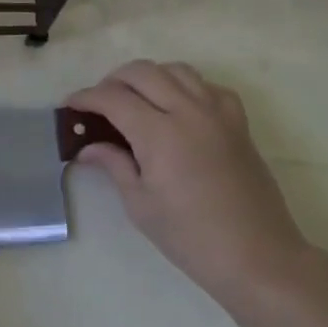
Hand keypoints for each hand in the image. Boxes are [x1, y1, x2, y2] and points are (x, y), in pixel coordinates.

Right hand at [67, 61, 306, 305]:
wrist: (257, 256)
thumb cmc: (190, 237)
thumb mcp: (140, 204)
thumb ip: (114, 165)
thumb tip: (87, 148)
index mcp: (160, 133)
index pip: (113, 98)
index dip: (86, 98)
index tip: (69, 106)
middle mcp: (189, 112)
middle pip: (142, 72)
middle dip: (112, 81)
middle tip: (98, 104)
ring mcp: (218, 113)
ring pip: (177, 70)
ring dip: (149, 77)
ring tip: (135, 100)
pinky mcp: (238, 123)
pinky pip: (208, 86)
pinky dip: (186, 86)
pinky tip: (177, 108)